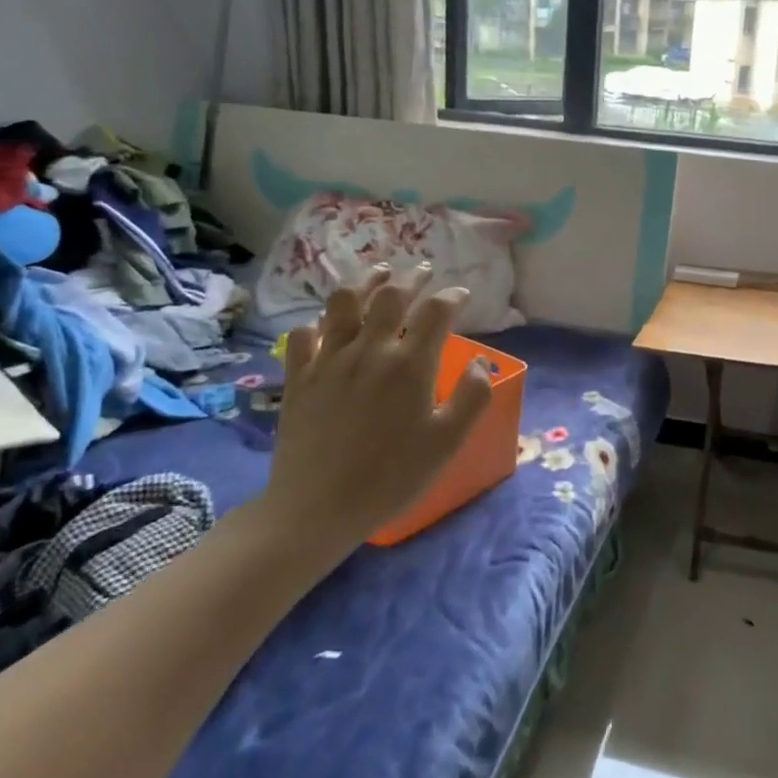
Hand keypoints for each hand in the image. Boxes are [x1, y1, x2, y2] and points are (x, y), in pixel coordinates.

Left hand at [251, 264, 492, 565]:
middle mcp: (370, 350)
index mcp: (410, 364)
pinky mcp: (299, 376)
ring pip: (344, 303)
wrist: (318, 506)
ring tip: (378, 275)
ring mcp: (329, 360)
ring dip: (364, 283)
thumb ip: (473, 397)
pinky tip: (326, 324)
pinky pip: (304, 335)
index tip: (461, 295)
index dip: (452, 297)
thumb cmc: (392, 476)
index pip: (436, 312)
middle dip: (411, 278)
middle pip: (390, 296)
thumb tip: (479, 362)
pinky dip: (319, 322)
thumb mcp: (448, 442)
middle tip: (423, 271)